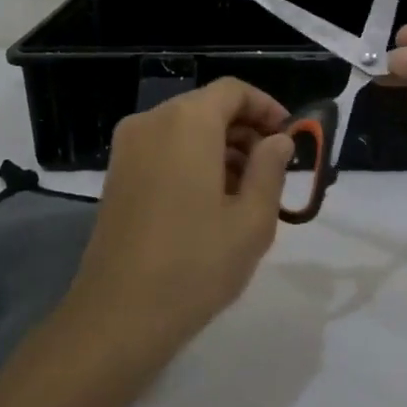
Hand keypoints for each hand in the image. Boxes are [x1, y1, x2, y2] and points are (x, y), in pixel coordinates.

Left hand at [68, 78, 295, 341]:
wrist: (118, 316)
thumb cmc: (195, 265)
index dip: (266, 108)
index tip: (290, 137)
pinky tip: (212, 200)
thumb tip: (279, 140)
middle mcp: (151, 123)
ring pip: (184, 128)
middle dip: (245, 129)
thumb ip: (271, 169)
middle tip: (274, 168)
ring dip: (220, 146)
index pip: (233, 91)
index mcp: (186, 123)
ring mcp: (127, 149)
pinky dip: (192, 159)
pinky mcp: (116, 175)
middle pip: (207, 107)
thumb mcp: (252, 220)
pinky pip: (163, 149)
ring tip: (247, 190)